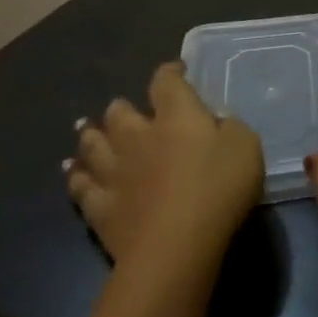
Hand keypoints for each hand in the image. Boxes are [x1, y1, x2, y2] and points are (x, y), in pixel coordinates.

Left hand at [65, 61, 263, 269]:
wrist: (175, 245)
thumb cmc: (219, 189)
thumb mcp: (246, 148)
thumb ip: (230, 128)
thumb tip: (215, 122)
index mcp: (177, 117)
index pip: (167, 83)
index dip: (170, 73)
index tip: (177, 71)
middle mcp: (138, 137)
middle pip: (120, 112)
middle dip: (122, 107)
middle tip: (124, 108)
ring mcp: (114, 172)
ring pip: (93, 144)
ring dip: (91, 135)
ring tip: (88, 130)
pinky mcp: (100, 206)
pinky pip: (80, 185)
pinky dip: (75, 175)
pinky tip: (71, 172)